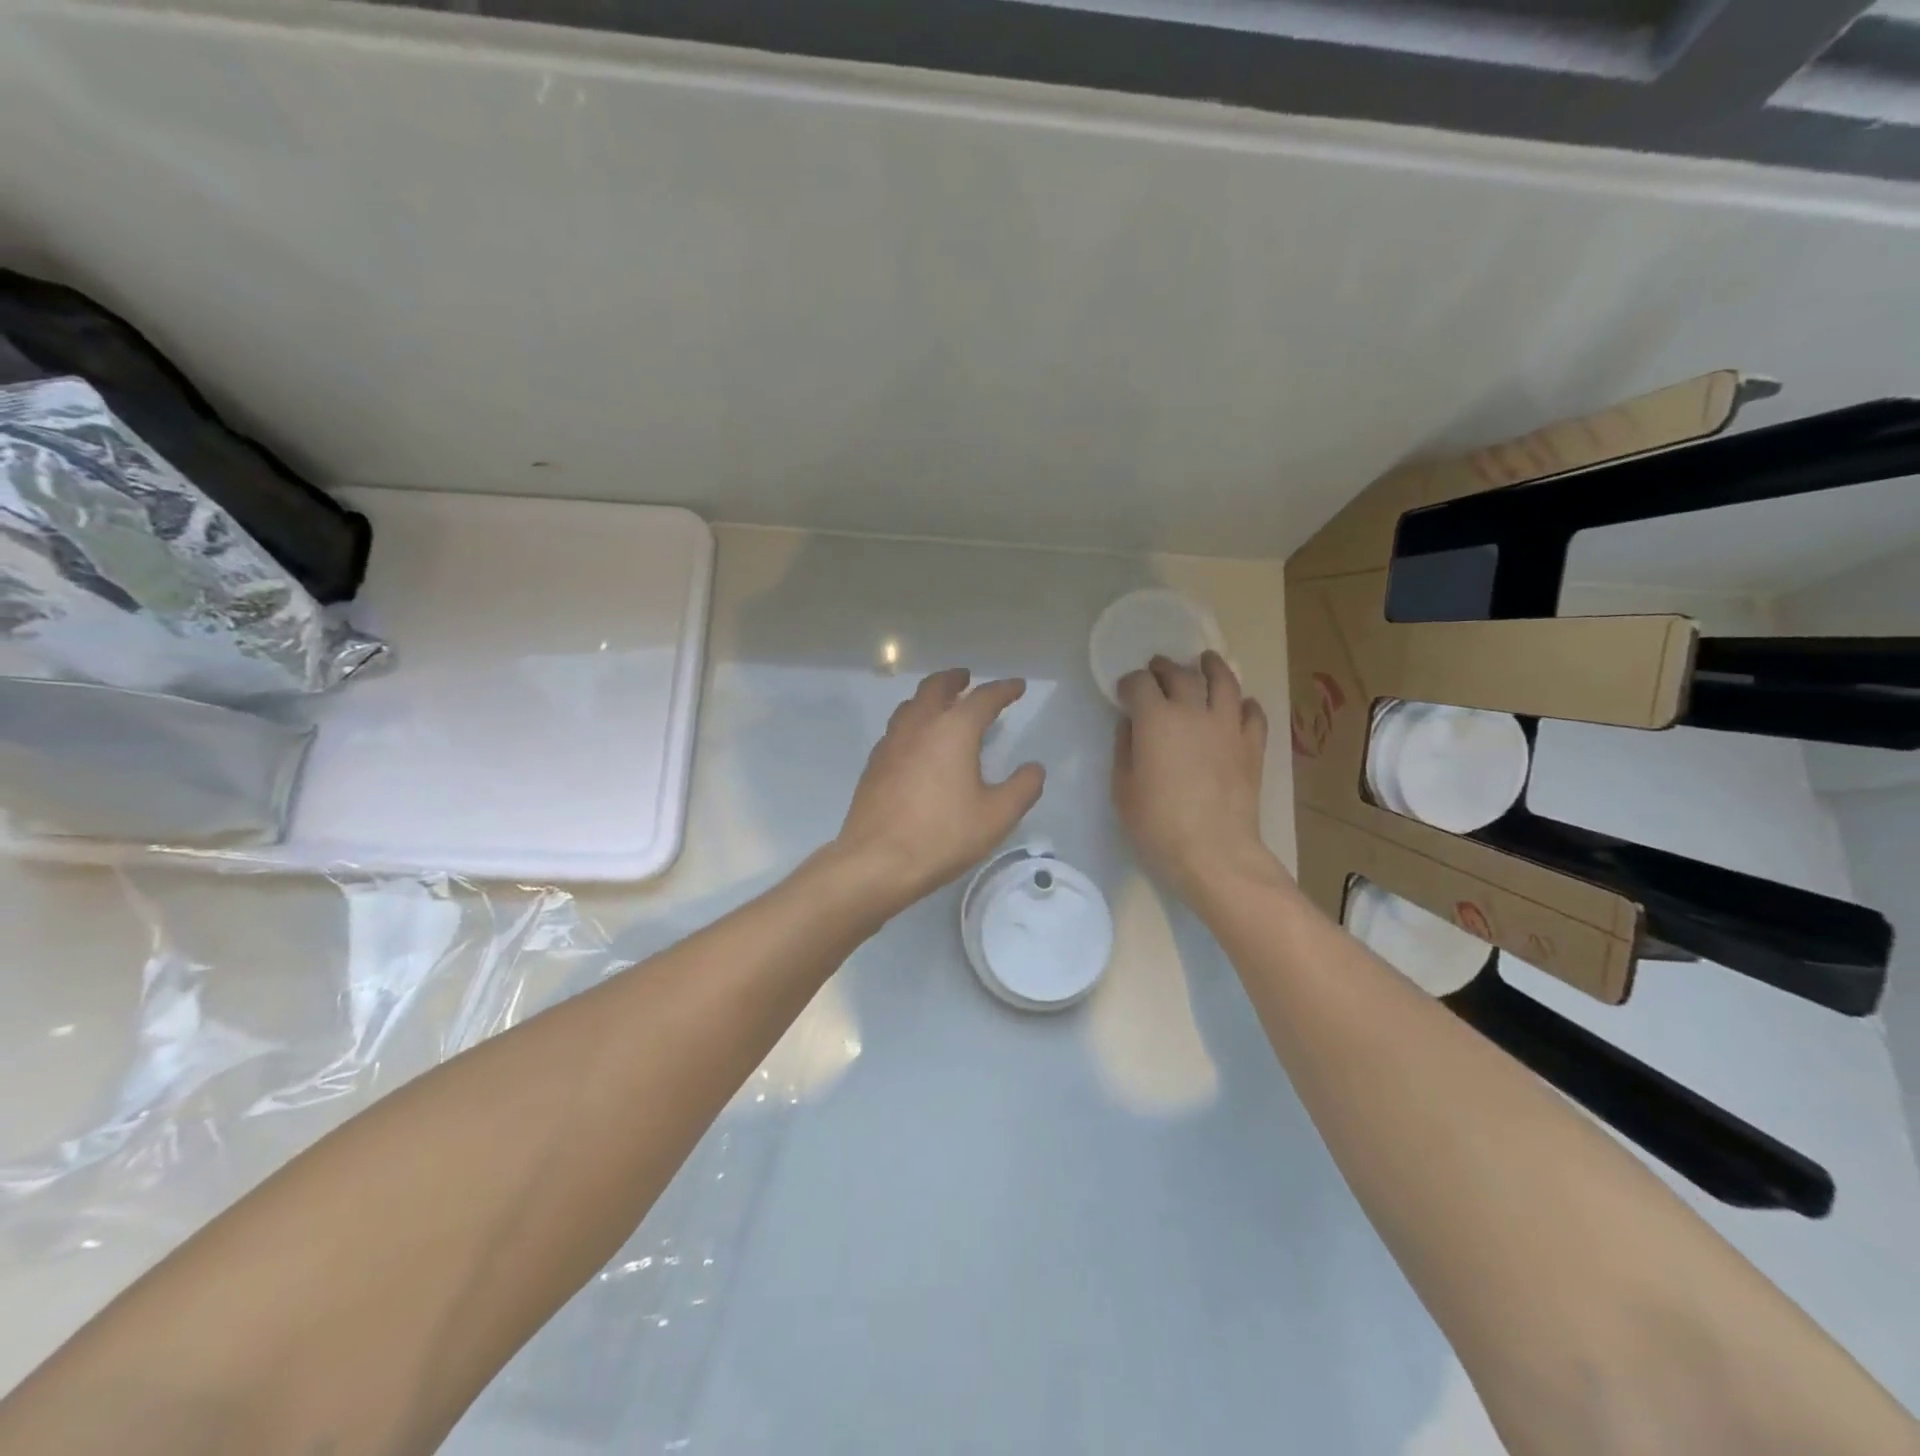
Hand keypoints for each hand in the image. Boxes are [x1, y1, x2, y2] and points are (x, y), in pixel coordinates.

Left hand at [832, 668, 1045, 911]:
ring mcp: (891, 743)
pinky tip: (917, 743)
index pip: (984, 698)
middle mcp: (919, 726)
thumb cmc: (943, 836)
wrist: (877, 861)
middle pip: (936, 688)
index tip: (1017, 686)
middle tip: (967, 678)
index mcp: (953, 730)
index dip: (1004, 690)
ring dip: (929, 697)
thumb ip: (1022, 788)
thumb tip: (1034, 768)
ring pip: (911, 705)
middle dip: (955, 679)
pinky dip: (912, 722)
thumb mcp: (997, 816)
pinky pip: (896, 729)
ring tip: (941, 705)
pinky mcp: (874, 764)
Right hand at [1113, 652, 1276, 901]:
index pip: (1139, 683)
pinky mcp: (1252, 745)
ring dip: (1212, 667)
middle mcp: (1193, 712)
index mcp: (1155, 719)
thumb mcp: (1123, 789)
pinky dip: (1244, 703)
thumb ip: (1125, 749)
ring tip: (1206, 661)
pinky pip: (1252, 713)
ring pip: (1224, 681)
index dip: (1128, 684)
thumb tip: (1132, 726)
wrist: (1213, 851)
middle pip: (1180, 674)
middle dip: (1164, 668)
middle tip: (1157, 670)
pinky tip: (1239, 705)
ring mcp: (1227, 726)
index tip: (1123, 694)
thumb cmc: (1157, 824)